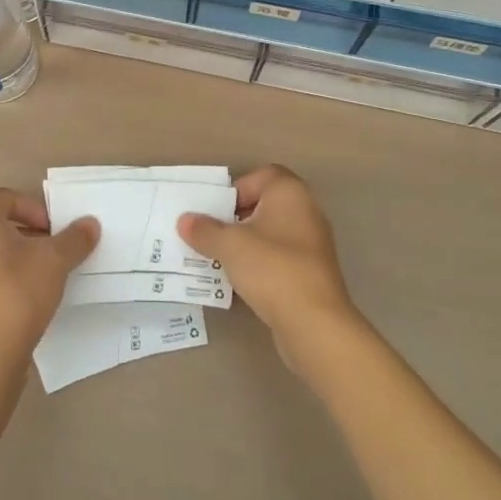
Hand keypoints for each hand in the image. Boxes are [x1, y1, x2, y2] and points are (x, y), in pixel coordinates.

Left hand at [0, 188, 98, 370]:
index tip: (56, 230)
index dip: (36, 208)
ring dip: (24, 259)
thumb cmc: (17, 292)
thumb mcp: (55, 260)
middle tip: (58, 251)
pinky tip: (33, 300)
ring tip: (50, 277)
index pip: (7, 198)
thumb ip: (74, 239)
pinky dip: (12, 281)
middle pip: (1, 226)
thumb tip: (91, 223)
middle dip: (33, 235)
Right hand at [178, 165, 363, 372]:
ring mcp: (313, 244)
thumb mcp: (229, 245)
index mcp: (290, 192)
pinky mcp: (312, 273)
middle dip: (236, 219)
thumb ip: (205, 230)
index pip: (261, 176)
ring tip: (220, 260)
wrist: (314, 323)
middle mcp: (306, 211)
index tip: (217, 212)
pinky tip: (240, 283)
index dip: (236, 190)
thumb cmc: (272, 268)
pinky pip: (279, 258)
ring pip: (271, 234)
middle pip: (265, 205)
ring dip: (246, 244)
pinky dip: (260, 265)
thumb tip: (185, 220)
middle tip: (213, 235)